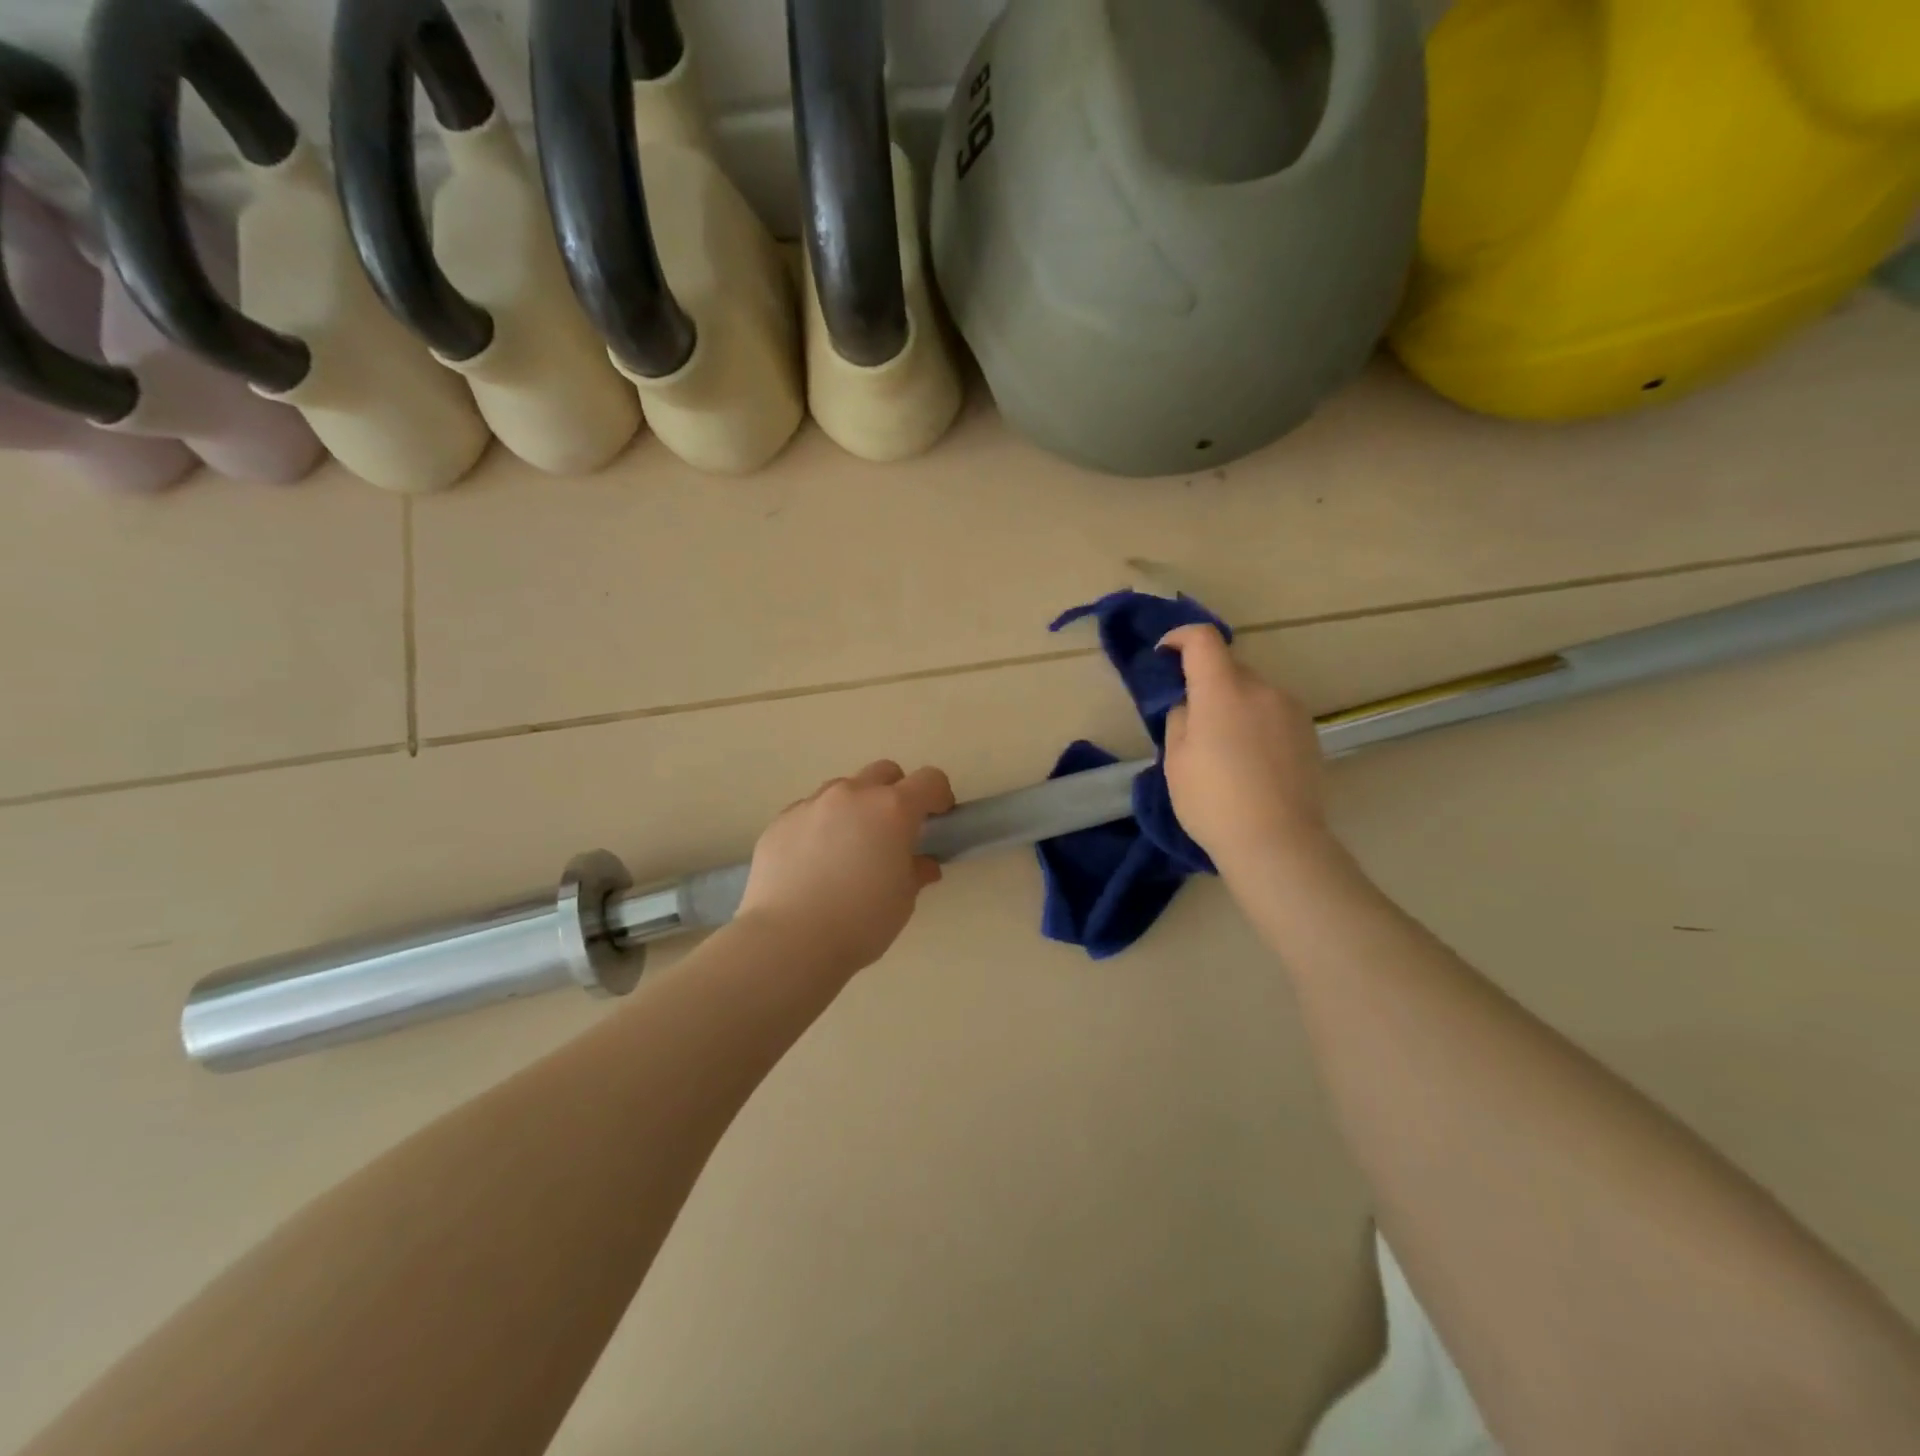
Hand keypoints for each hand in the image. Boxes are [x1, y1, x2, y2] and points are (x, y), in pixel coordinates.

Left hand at [734, 760, 956, 976]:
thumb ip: (916, 872)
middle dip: (896, 792)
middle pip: (884, 773)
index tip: (939, 818)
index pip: (929, 780)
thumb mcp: (903, 900)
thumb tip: (922, 864)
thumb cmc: (860, 921)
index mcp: (892, 809)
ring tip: (849, 847)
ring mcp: (811, 804)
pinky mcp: (780, 821)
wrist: (789, 939)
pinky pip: (809, 812)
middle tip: (893, 830)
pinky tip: (814, 862)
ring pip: (842, 789)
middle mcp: (852, 795)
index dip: (939, 795)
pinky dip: (820, 826)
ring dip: (855, 807)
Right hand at [1159, 625, 1329, 875]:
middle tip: (1191, 719)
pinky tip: (1250, 760)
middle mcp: (1262, 689)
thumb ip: (1180, 719)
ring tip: (1223, 747)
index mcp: (1223, 691)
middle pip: (1229, 667)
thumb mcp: (1176, 761)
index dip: (1180, 638)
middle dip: (1207, 681)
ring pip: (1253, 691)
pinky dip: (1256, 722)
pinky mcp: (1309, 732)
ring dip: (1234, 704)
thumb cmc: (1213, 801)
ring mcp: (1291, 710)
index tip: (1165, 655)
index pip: (1203, 640)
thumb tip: (1192, 706)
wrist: (1277, 842)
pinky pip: (1273, 712)